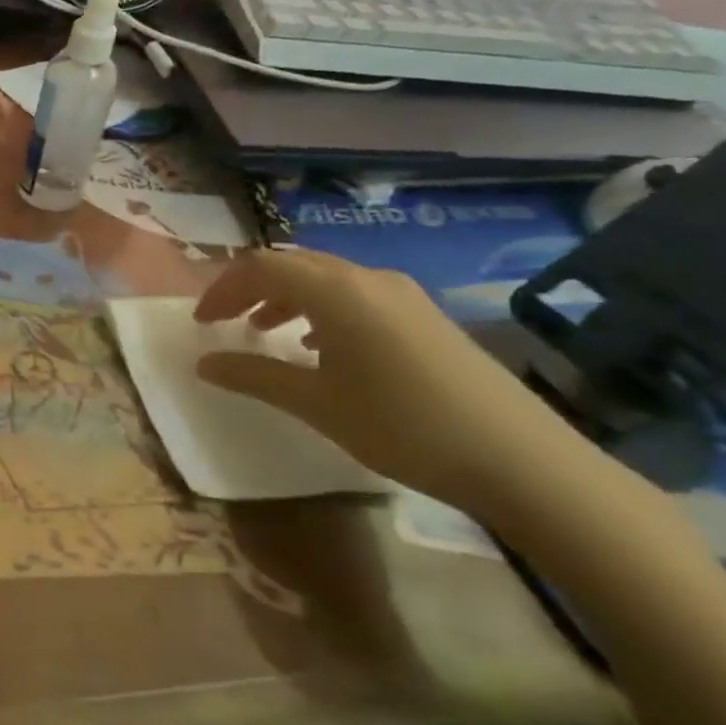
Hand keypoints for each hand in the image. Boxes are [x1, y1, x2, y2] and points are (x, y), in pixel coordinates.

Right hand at [193, 249, 589, 517]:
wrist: (523, 460)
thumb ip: (253, 376)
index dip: (222, 289)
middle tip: (226, 321)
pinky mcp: (425, 316)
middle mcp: (366, 278)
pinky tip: (321, 346)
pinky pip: (356, 295)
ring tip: (266, 330)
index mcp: (335, 290)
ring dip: (286, 297)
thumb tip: (203, 364)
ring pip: (325, 278)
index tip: (202, 323)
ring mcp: (402, 295)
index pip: (259, 267)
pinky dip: (321, 309)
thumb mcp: (315, 403)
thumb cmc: (403, 425)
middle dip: (250, 288)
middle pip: (292, 264)